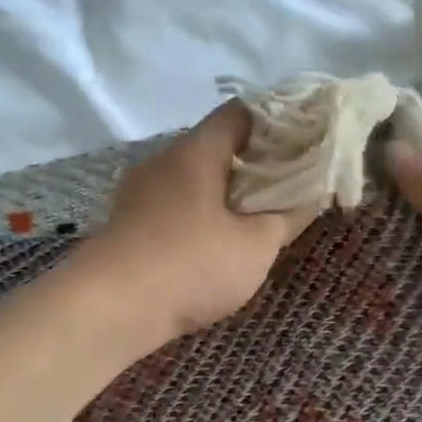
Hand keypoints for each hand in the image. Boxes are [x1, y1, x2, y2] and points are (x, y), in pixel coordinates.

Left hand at [75, 102, 313, 347]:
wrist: (109, 308)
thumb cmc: (191, 265)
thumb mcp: (255, 246)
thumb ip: (287, 216)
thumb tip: (311, 195)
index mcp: (197, 151)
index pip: (240, 113)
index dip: (276, 122)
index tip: (303, 142)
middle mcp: (164, 160)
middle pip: (216, 144)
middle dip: (254, 161)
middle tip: (288, 183)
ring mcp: (139, 191)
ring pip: (193, 176)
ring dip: (225, 190)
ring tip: (256, 214)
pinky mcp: (127, 221)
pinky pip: (174, 202)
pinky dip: (200, 211)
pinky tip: (215, 240)